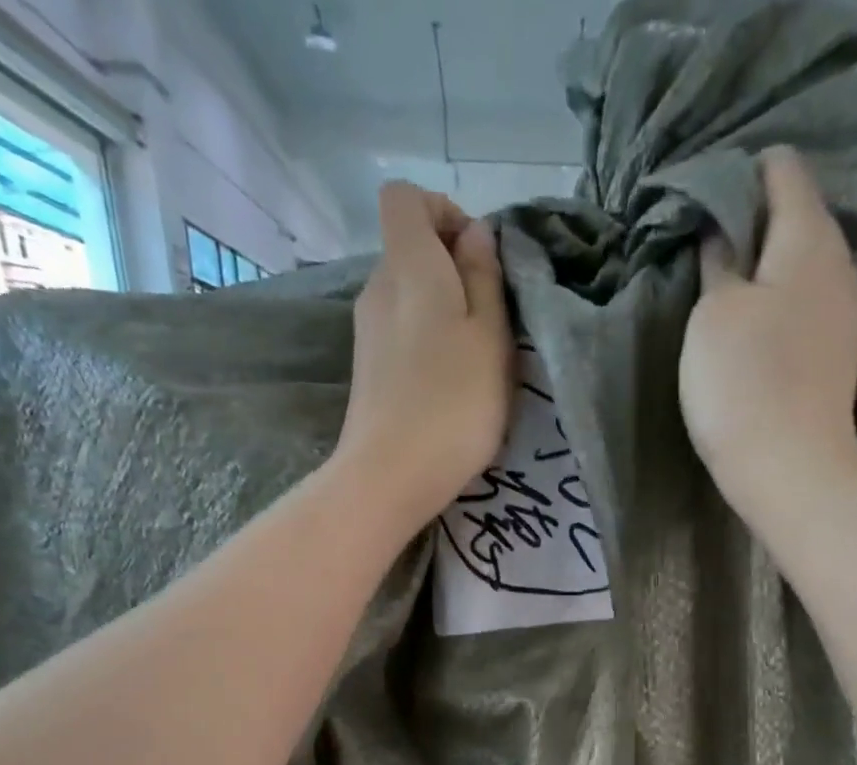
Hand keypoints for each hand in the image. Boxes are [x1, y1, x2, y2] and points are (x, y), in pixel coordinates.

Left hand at [335, 183, 512, 529]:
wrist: (390, 476)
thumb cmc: (453, 403)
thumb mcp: (490, 336)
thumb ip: (484, 277)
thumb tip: (474, 234)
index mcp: (408, 265)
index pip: (405, 197)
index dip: (445, 211)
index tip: (478, 256)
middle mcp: (377, 287)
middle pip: (409, 250)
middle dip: (452, 269)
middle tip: (489, 318)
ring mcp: (366, 332)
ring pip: (407, 297)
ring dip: (442, 313)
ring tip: (473, 360)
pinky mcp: (367, 371)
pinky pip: (399, 333)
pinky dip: (424, 343)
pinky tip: (446, 385)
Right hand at [679, 147, 856, 513]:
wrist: (792, 474)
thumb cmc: (744, 384)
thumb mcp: (713, 314)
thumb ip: (719, 260)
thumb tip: (722, 231)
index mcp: (810, 237)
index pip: (783, 169)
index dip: (740, 175)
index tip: (701, 207)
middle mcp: (839, 265)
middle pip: (796, 218)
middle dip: (751, 225)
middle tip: (704, 255)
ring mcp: (844, 315)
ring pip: (800, 268)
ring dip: (762, 272)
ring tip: (721, 297)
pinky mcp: (835, 358)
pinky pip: (804, 309)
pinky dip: (776, 308)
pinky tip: (750, 335)